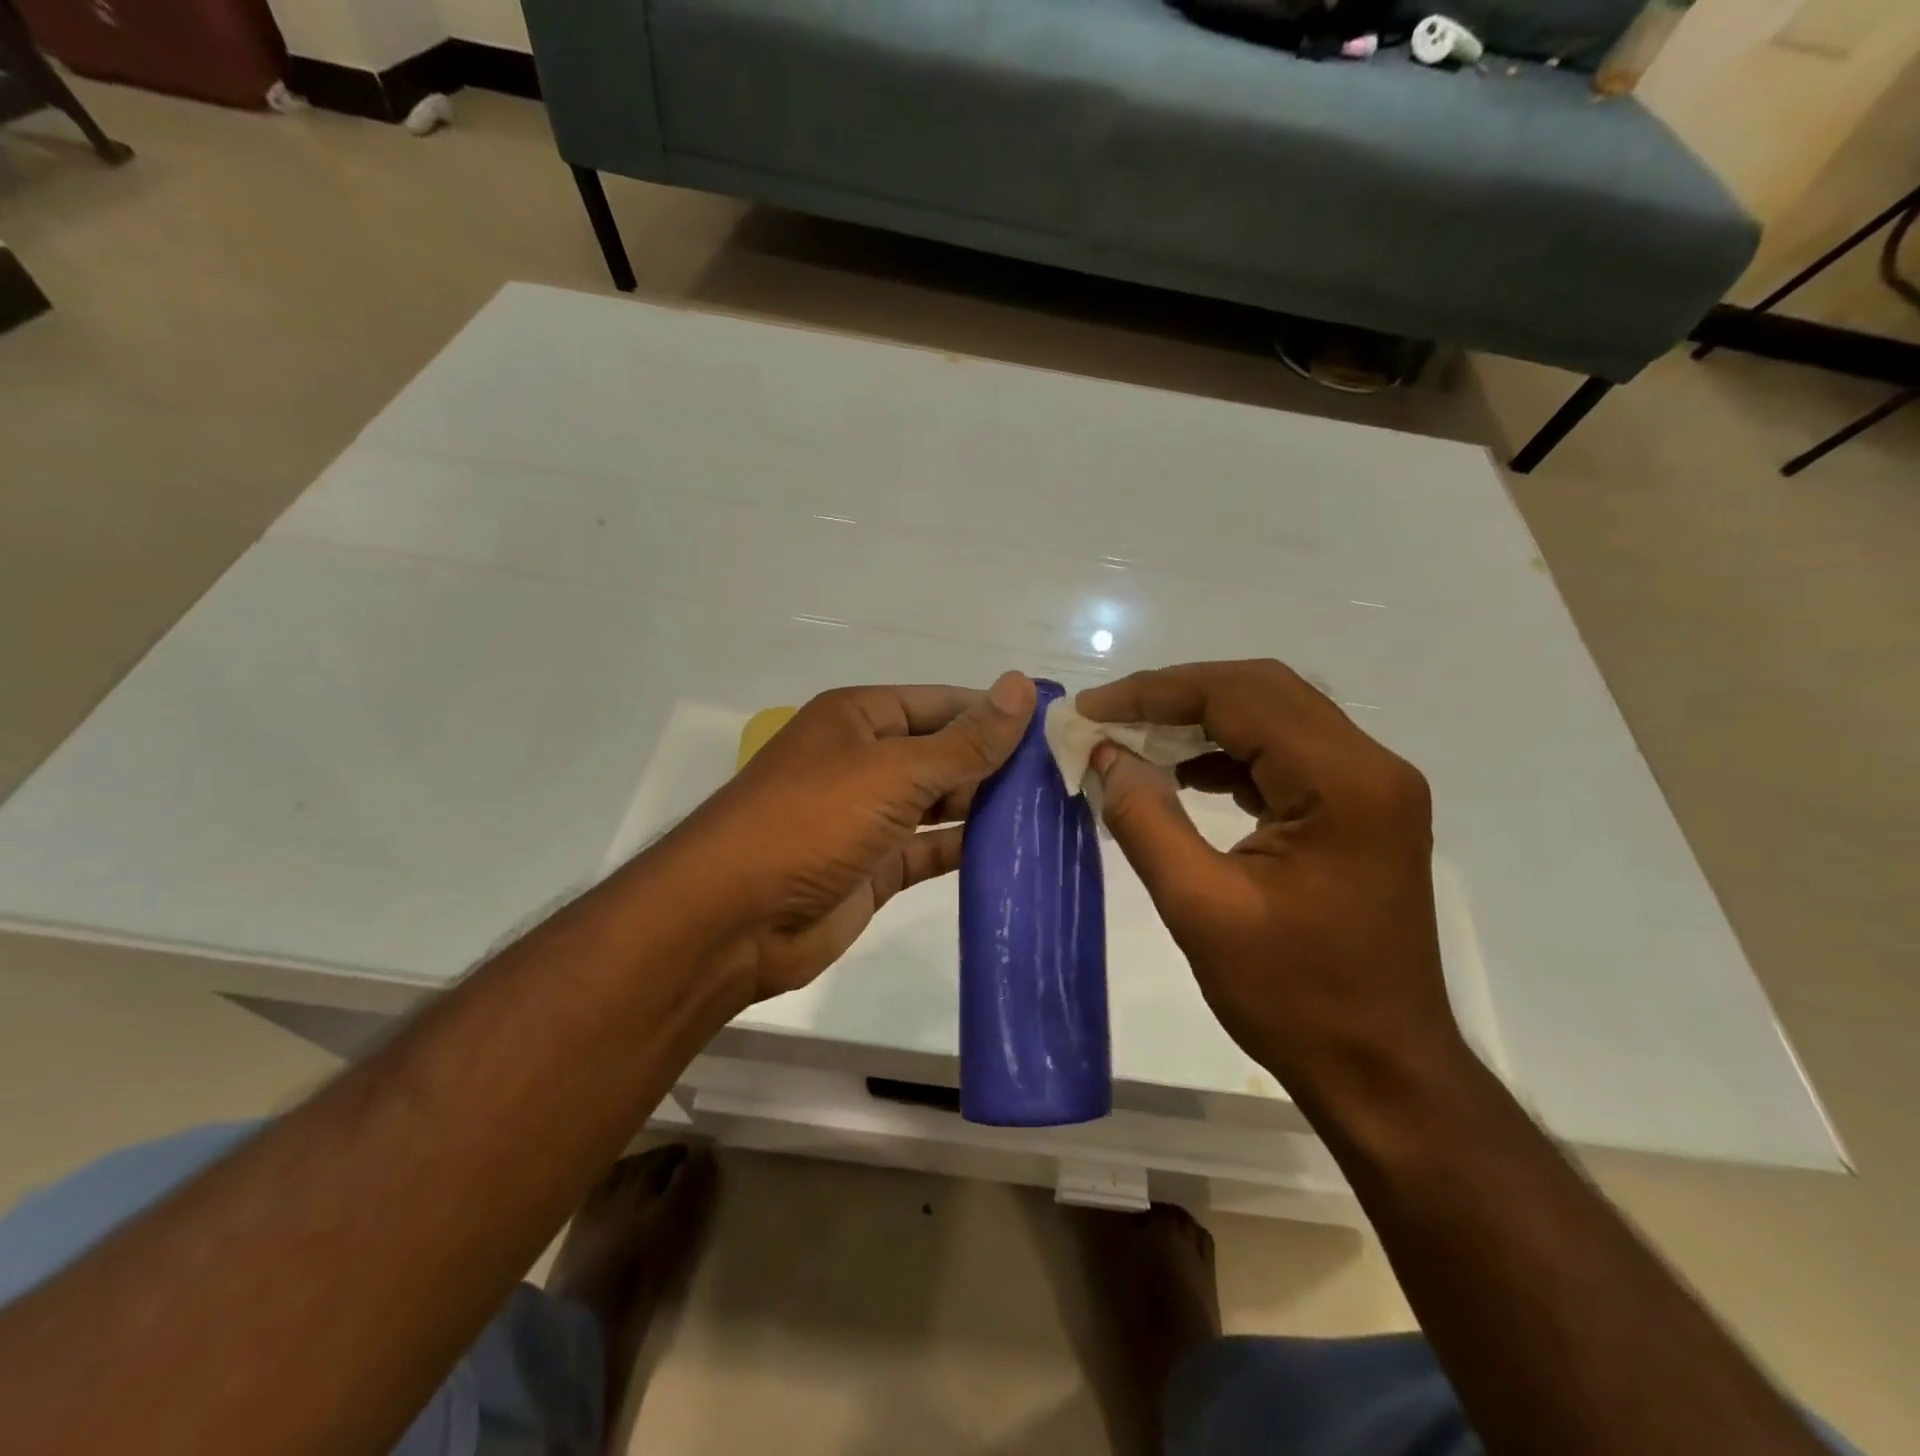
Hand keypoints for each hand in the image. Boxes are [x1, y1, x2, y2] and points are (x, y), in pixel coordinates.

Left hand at [674, 672, 1036, 1001]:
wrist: (733, 920)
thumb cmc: (811, 822)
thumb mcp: (893, 772)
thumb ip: (964, 741)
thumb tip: (1021, 687)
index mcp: (860, 719)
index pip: (942, 704)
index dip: (995, 712)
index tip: (1055, 727)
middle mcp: (865, 761)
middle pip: (943, 752)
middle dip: (997, 763)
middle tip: (1065, 775)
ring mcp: (869, 817)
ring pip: (940, 802)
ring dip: (987, 806)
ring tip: (1052, 811)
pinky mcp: (875, 868)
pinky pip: (931, 849)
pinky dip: (966, 849)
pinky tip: (1015, 852)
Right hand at [1078, 660, 1462, 1101]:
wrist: (1382, 1070)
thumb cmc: (1294, 998)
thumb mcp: (1200, 908)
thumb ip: (1145, 818)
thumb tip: (1104, 754)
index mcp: (1343, 783)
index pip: (1239, 697)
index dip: (1155, 693)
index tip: (1091, 710)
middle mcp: (1370, 766)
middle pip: (1262, 690)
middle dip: (1176, 695)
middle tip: (1108, 717)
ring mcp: (1371, 786)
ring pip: (1274, 715)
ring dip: (1201, 719)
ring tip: (1134, 741)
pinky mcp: (1360, 809)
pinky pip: (1286, 753)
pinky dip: (1228, 752)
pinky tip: (1183, 774)